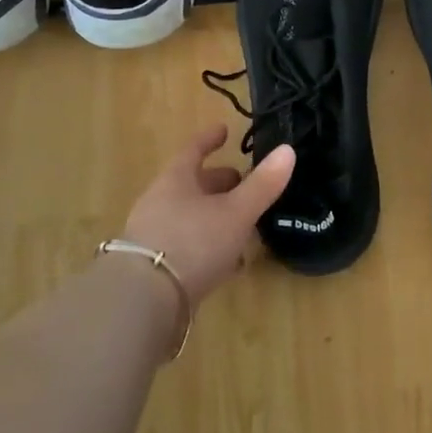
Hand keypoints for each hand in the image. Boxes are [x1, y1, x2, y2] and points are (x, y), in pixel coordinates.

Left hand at [121, 126, 295, 305]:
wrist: (143, 302)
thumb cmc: (192, 242)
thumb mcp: (235, 212)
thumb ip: (262, 184)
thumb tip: (288, 149)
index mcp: (176, 180)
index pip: (193, 150)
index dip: (210, 139)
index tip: (224, 130)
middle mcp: (160, 202)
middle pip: (192, 185)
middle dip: (219, 183)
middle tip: (244, 182)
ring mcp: (154, 236)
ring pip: (191, 216)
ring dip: (216, 216)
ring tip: (244, 224)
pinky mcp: (155, 268)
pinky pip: (188, 246)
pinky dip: (209, 246)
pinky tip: (229, 263)